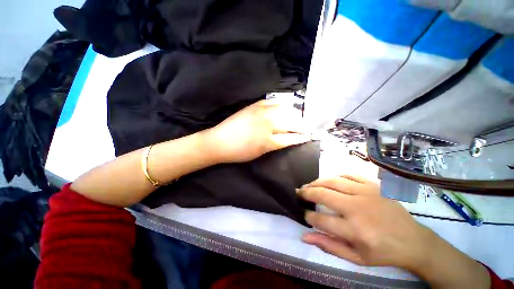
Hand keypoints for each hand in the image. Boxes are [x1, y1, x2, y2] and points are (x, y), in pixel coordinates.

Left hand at [205, 99, 310, 162]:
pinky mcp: (254, 106)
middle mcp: (267, 125)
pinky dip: (281, 104)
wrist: (219, 141)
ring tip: (299, 117)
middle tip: (308, 127)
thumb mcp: (259, 153)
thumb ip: (274, 145)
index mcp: (268, 141)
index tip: (309, 136)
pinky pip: (272, 101)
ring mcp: (261, 113)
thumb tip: (287, 139)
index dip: (301, 137)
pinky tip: (286, 106)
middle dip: (302, 125)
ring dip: (294, 114)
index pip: (291, 138)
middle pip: (291, 123)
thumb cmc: (239, 152)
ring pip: (284, 110)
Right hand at [297, 175, 490, 288]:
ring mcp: (365, 192)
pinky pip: (347, 175)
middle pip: (322, 194)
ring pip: (332, 181)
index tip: (304, 214)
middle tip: (298, 193)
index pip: (320, 220)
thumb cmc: (383, 252)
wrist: (413, 241)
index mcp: (354, 230)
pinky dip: (334, 177)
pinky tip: (328, 181)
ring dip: (316, 182)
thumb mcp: (356, 257)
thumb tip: (304, 236)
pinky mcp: (372, 185)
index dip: (307, 216)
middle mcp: (357, 208)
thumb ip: (328, 246)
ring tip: (308, 185)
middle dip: (306, 193)